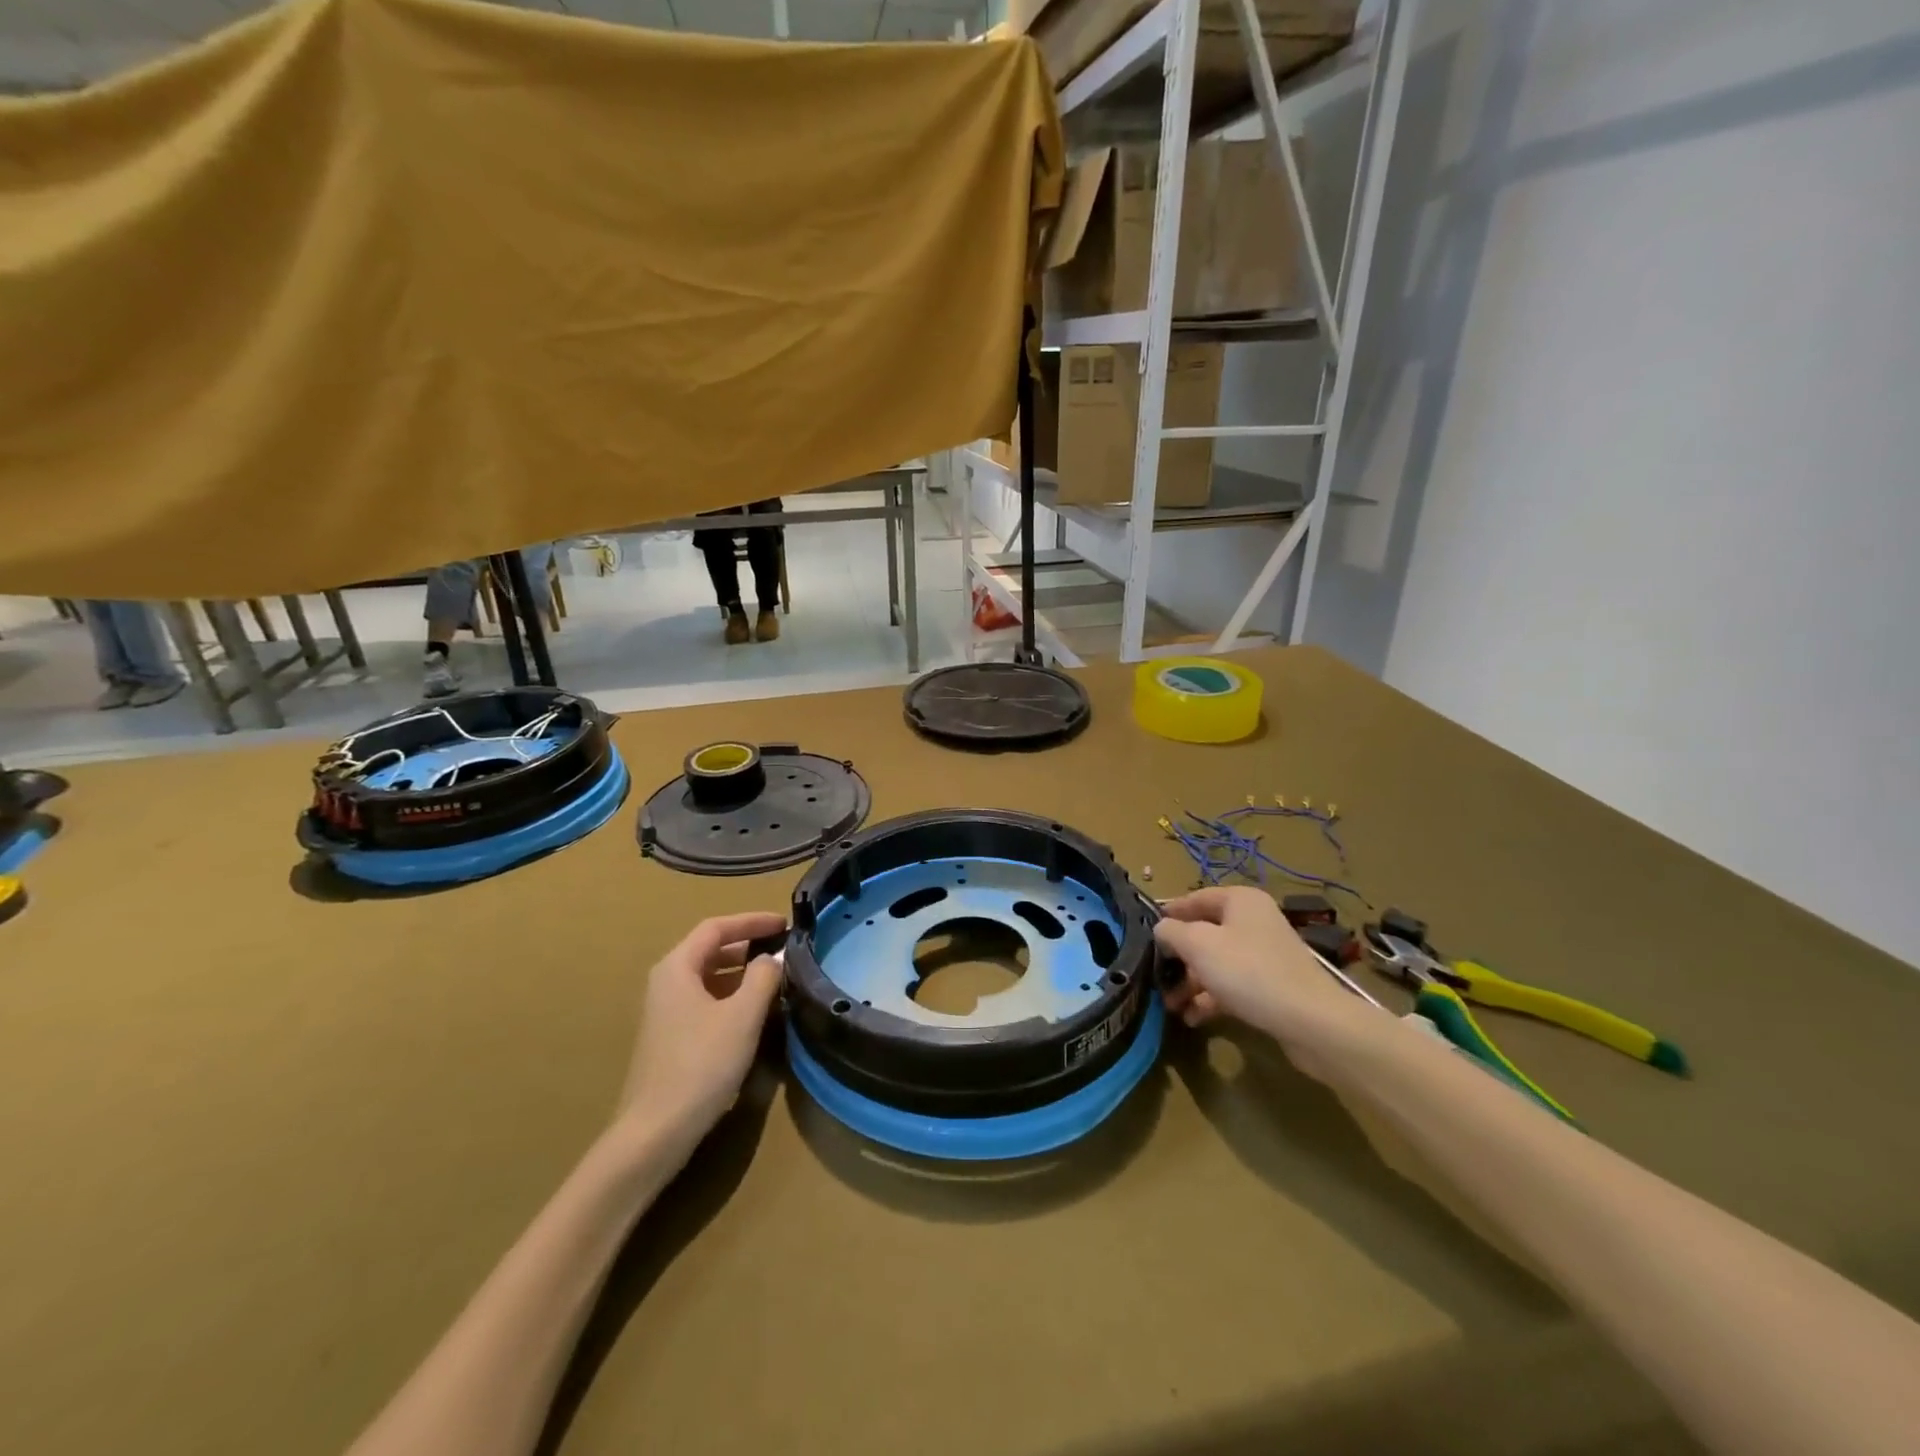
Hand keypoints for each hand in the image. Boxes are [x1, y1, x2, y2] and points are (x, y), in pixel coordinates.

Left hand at [619, 911, 786, 1145]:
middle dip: (748, 944)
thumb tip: (772, 958)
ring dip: (742, 972)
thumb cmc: (701, 1064)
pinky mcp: (672, 1037)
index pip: (716, 927)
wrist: (656, 1131)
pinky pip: (706, 1000)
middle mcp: (666, 983)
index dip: (752, 921)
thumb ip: (763, 977)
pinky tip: (755, 1012)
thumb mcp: (742, 1016)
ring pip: (709, 977)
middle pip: (710, 949)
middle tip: (783, 949)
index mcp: (677, 968)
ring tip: (776, 978)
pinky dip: (732, 996)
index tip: (784, 924)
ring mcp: (666, 1012)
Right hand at [1154, 888, 1376, 1068]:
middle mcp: (1253, 921)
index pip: (1194, 898)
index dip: (1168, 914)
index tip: (1144, 933)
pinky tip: (1193, 1018)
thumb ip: (1171, 932)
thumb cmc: (1248, 971)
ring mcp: (1264, 955)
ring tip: (1170, 1005)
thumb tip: (1161, 929)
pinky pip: (1232, 985)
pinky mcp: (1271, 986)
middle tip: (1155, 975)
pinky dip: (1211, 998)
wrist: (1311, 1021)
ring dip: (1191, 982)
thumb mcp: (1198, 945)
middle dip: (1178, 957)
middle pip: (1204, 933)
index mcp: (1240, 901)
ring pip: (1216, 962)